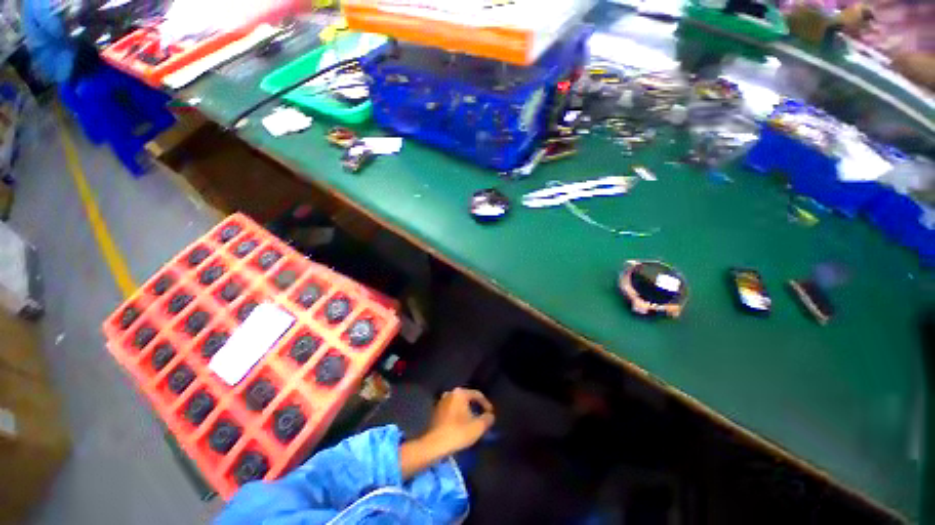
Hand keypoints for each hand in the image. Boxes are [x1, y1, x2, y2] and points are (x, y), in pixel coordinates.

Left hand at [424, 388, 494, 455]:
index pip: (477, 395)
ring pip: (458, 406)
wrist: (435, 444)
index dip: (487, 404)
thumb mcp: (480, 426)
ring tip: (473, 424)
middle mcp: (448, 395)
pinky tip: (462, 427)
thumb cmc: (459, 432)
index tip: (491, 415)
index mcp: (459, 394)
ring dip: (466, 413)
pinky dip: (458, 417)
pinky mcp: (435, 414)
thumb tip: (489, 416)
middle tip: (483, 418)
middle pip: (467, 400)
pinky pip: (451, 412)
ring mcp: (439, 404)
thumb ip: (488, 418)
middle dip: (476, 408)